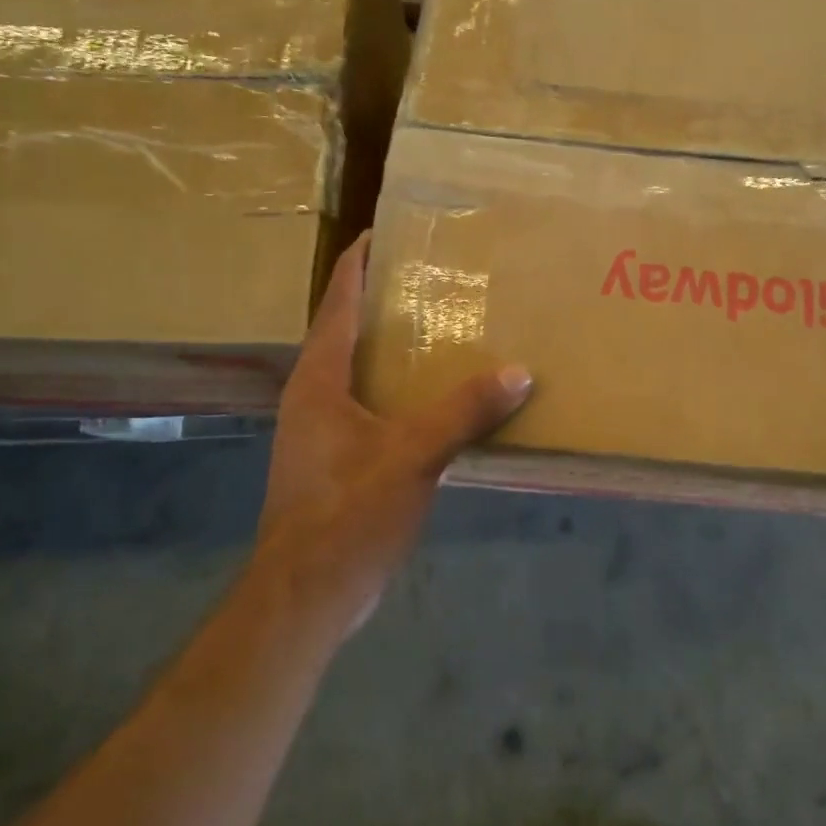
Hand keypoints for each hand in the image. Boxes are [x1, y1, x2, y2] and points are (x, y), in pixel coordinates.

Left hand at [256, 235, 531, 640]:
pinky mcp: (337, 460)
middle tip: (437, 275)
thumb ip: (464, 412)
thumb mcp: (412, 456)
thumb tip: (520, 371)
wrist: (305, 596)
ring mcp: (323, 430)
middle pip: (350, 330)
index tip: (388, 229)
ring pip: (362, 370)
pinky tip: (439, 397)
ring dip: (396, 347)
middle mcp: (314, 395)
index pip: (339, 301)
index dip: (360, 262)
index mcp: (319, 378)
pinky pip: (373, 406)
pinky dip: (402, 389)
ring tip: (446, 327)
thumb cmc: (346, 515)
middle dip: (388, 300)